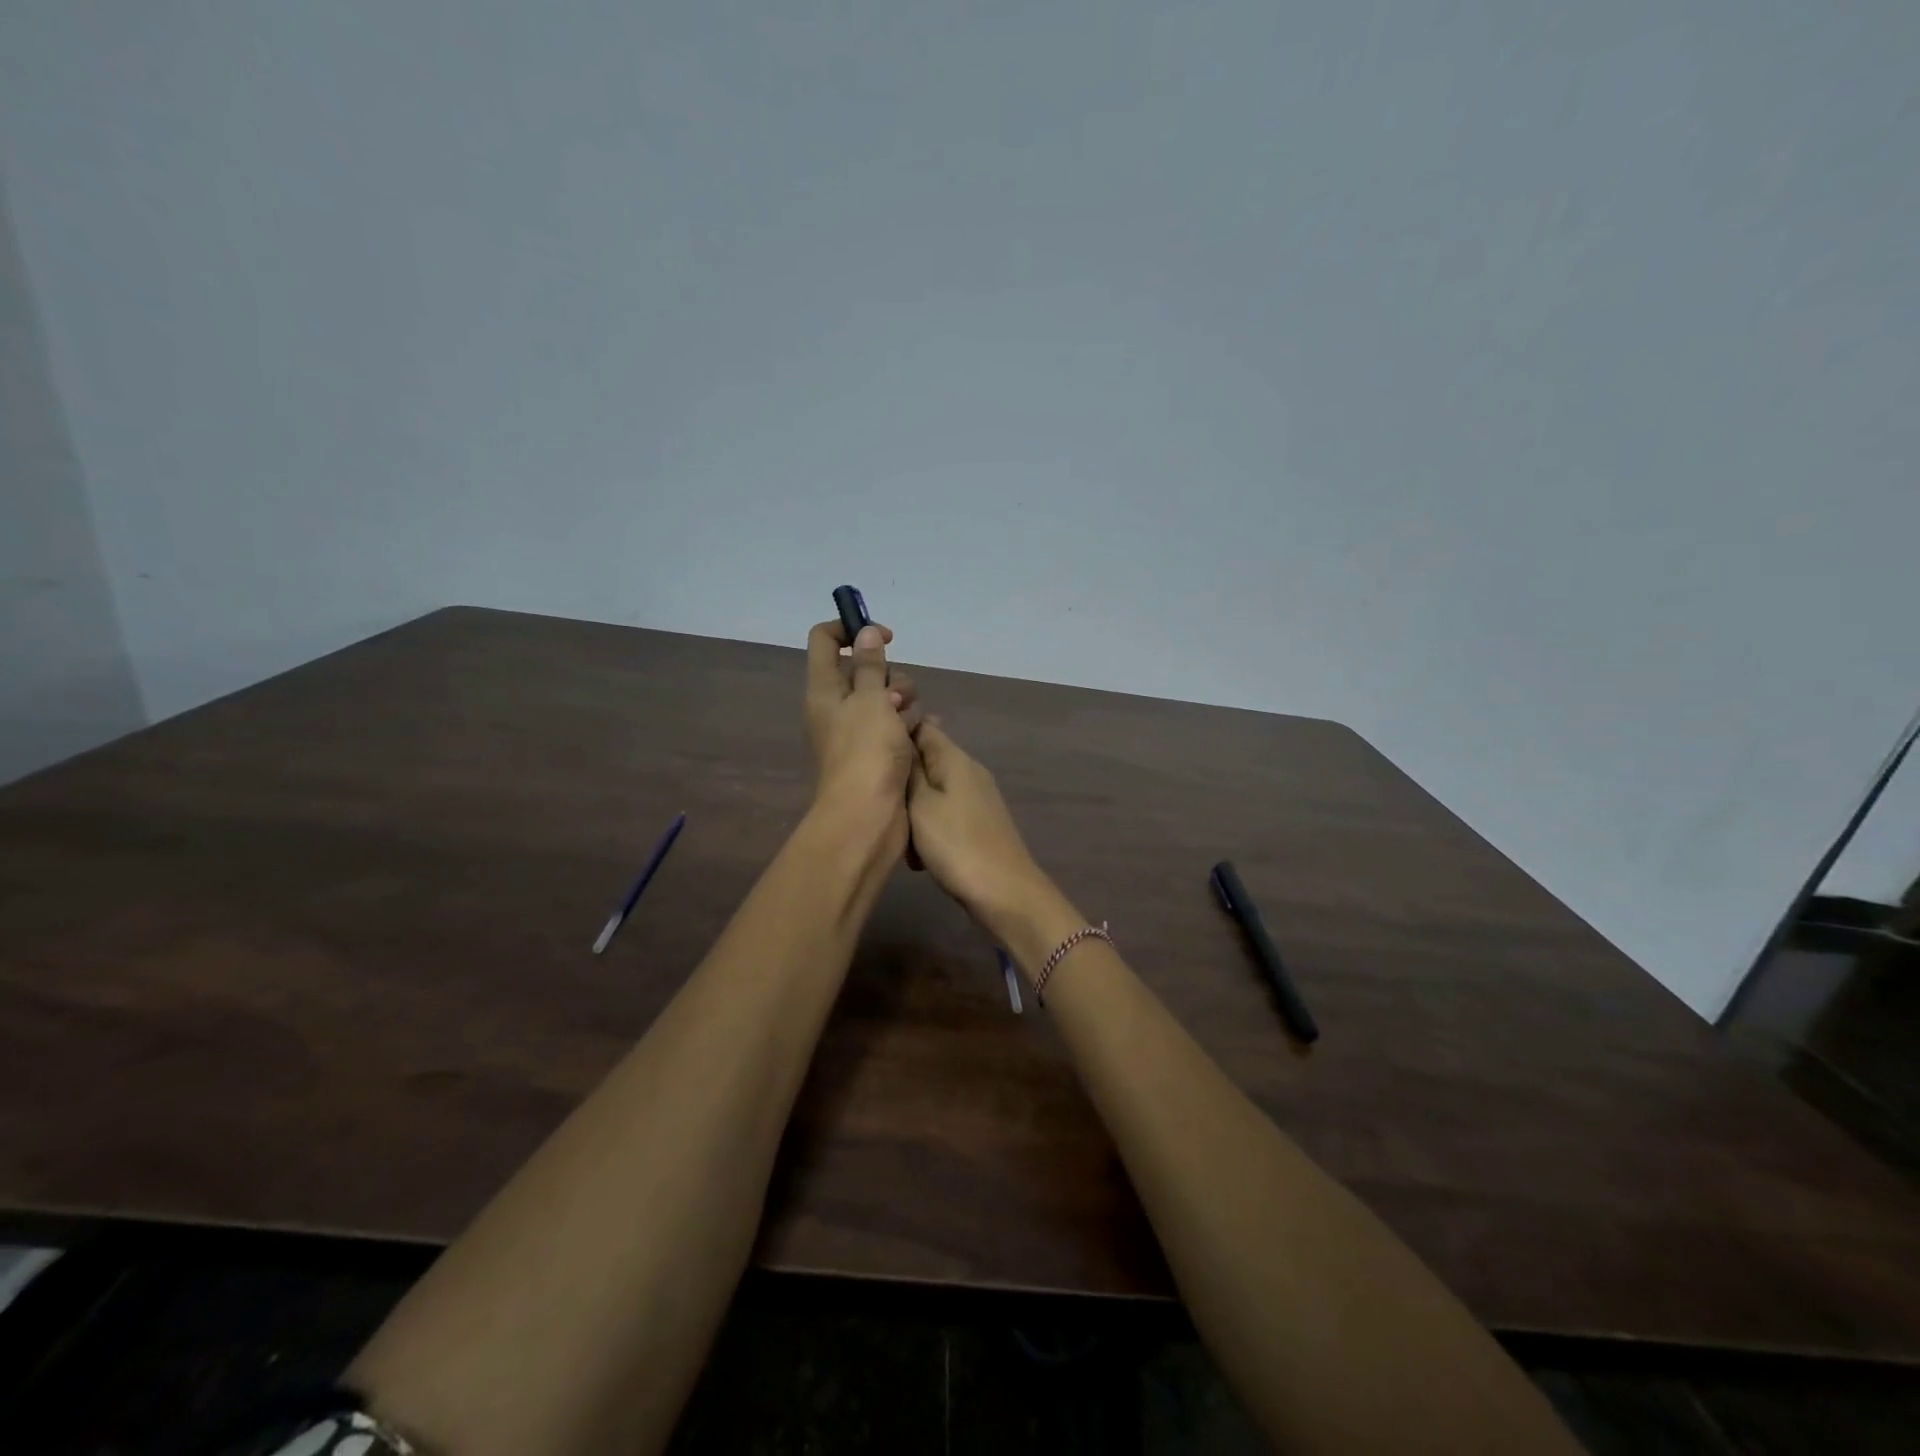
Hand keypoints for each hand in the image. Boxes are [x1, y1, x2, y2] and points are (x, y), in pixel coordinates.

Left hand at [805, 620, 920, 852]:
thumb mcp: (870, 700)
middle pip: (865, 670)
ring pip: (887, 698)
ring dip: (905, 704)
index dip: (853, 629)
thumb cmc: (865, 752)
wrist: (867, 817)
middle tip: (897, 698)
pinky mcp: (877, 753)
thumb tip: (864, 633)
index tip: (886, 637)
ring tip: (908, 726)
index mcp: (824, 689)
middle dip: (891, 676)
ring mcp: (858, 732)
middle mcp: (837, 707)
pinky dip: (908, 727)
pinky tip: (918, 737)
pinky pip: (896, 726)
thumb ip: (869, 665)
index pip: (826, 639)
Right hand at [905, 718, 1049, 935]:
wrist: (1003, 891)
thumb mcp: (920, 804)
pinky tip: (922, 856)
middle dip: (902, 781)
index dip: (897, 732)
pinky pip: (944, 814)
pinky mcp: (979, 822)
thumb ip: (909, 770)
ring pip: (932, 792)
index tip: (872, 751)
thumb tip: (902, 737)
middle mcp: (969, 770)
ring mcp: (977, 797)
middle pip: (926, 761)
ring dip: (914, 812)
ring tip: (904, 839)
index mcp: (954, 758)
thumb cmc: (955, 843)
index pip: (923, 726)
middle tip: (884, 805)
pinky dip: (929, 830)